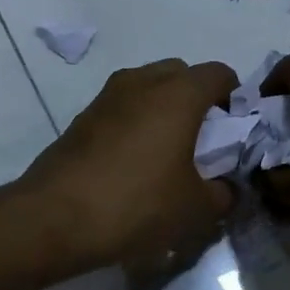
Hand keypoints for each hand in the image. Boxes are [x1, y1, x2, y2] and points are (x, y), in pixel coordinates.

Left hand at [22, 59, 239, 270]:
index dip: (233, 95)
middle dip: (196, 96)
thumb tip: (225, 188)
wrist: (54, 217)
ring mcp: (107, 96)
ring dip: (163, 105)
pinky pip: (122, 106)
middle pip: (181, 72)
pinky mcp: (82, 117)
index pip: (218, 73)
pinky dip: (135, 120)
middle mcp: (143, 82)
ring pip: (147, 85)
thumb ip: (222, 194)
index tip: (235, 125)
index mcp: (178, 94)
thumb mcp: (194, 209)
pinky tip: (133, 160)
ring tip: (167, 147)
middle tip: (202, 135)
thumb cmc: (136, 204)